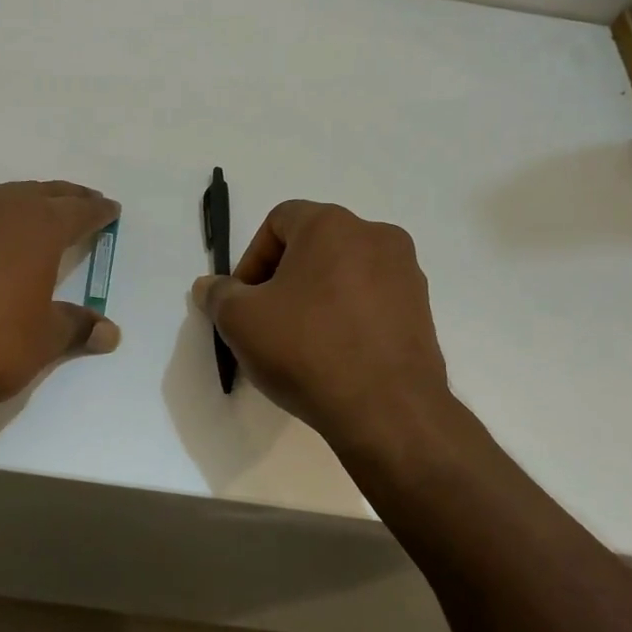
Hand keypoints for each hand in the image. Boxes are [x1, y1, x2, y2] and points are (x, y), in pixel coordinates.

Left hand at [0, 180, 120, 420]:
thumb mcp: (38, 344)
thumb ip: (75, 328)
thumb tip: (110, 332)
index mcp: (33, 226)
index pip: (77, 211)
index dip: (97, 212)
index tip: (109, 210)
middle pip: (35, 193)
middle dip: (60, 199)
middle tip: (77, 203)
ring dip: (7, 208)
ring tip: (16, 222)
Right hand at [191, 200, 451, 448]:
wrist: (387, 409)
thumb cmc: (306, 349)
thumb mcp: (241, 321)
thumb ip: (219, 295)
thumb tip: (208, 286)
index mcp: (332, 225)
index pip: (279, 221)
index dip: (252, 258)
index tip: (243, 301)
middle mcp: (375, 236)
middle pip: (314, 246)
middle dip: (283, 279)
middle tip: (266, 321)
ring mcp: (406, 274)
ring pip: (345, 274)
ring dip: (316, 299)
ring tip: (300, 344)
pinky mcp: (422, 311)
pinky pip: (371, 302)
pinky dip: (348, 318)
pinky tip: (334, 357)